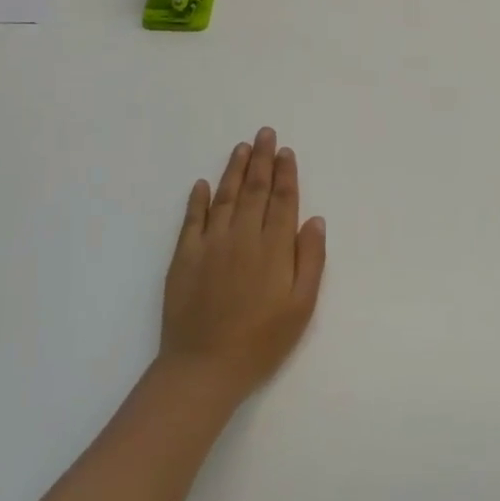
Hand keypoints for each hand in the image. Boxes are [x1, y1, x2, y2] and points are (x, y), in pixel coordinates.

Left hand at [159, 128, 326, 402]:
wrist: (204, 367)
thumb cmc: (261, 341)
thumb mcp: (301, 307)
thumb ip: (310, 260)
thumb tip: (315, 220)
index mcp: (274, 247)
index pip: (283, 200)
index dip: (286, 173)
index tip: (286, 151)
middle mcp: (243, 236)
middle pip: (254, 189)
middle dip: (261, 159)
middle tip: (264, 133)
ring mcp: (210, 243)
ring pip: (224, 196)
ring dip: (234, 170)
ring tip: (241, 148)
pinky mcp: (184, 256)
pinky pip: (192, 219)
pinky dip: (198, 199)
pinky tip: (202, 183)